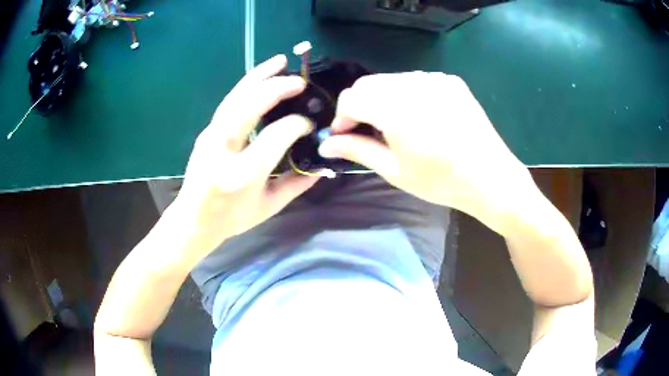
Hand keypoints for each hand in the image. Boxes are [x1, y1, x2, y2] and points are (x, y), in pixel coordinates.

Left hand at [166, 55, 318, 258]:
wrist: (193, 219)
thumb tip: (323, 165)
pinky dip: (246, 85)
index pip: (276, 136)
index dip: (297, 124)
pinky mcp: (206, 131)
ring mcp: (210, 137)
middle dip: (277, 88)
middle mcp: (223, 151)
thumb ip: (297, 184)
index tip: (309, 124)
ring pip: (235, 97)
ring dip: (259, 76)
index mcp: (242, 175)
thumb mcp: (269, 207)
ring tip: (280, 61)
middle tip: (300, 81)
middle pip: (250, 106)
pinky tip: (259, 77)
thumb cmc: (232, 218)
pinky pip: (229, 102)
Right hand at [318, 72, 535, 234]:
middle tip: (367, 131)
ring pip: (391, 80)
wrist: (491, 178)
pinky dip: (406, 94)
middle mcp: (414, 85)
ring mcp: (435, 79)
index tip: (346, 135)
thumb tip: (326, 145)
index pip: (351, 98)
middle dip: (360, 105)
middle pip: (368, 84)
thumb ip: (357, 150)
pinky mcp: (450, 81)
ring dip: (382, 99)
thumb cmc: (441, 181)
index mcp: (396, 109)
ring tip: (394, 125)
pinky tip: (418, 116)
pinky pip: (415, 81)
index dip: (342, 117)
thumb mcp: (394, 170)